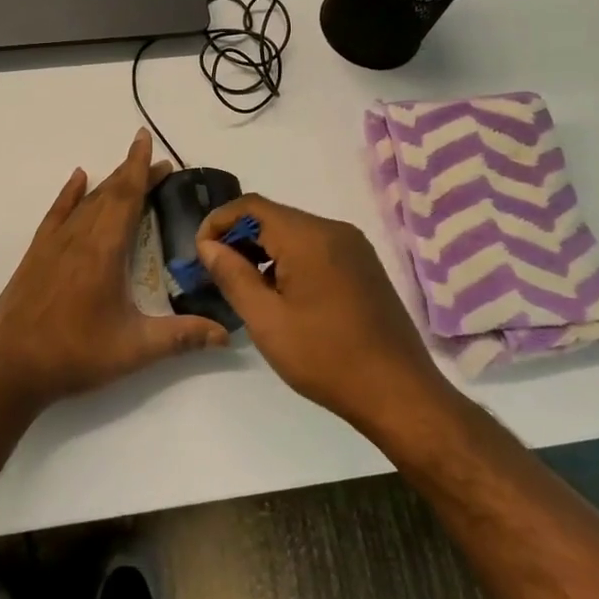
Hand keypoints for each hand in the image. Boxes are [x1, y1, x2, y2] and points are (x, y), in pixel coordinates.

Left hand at [0, 129, 228, 410]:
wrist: (12, 369)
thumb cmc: (77, 355)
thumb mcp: (135, 349)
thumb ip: (182, 337)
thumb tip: (227, 334)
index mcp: (104, 251)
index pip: (127, 197)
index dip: (140, 167)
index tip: (146, 139)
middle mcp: (79, 238)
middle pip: (110, 194)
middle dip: (133, 175)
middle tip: (158, 165)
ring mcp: (53, 244)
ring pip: (86, 202)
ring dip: (109, 183)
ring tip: (128, 171)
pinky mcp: (36, 255)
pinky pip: (56, 214)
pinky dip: (69, 194)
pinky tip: (78, 178)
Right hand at [195, 194, 456, 437]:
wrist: (398, 392)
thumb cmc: (325, 357)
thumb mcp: (266, 320)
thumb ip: (233, 275)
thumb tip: (209, 245)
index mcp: (309, 237)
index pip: (251, 206)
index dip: (218, 222)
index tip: (200, 252)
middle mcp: (334, 230)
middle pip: (275, 216)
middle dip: (240, 237)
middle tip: (217, 272)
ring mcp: (354, 247)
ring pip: (295, 232)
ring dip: (265, 249)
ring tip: (246, 287)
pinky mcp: (364, 265)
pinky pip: (317, 247)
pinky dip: (290, 259)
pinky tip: (282, 294)